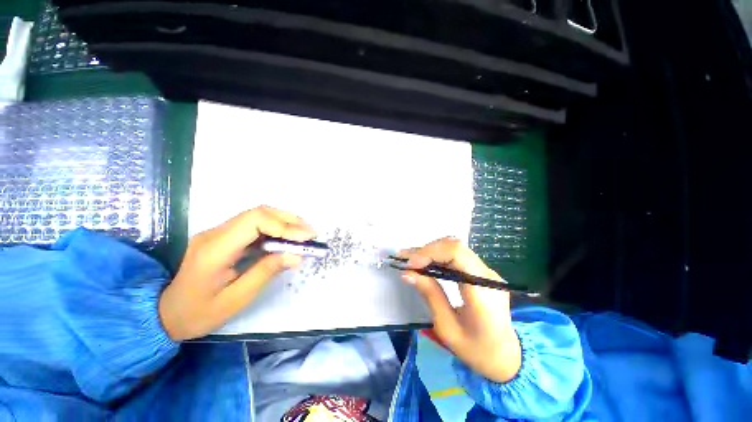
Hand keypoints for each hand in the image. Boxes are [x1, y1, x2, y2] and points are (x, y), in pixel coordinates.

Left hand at [159, 206, 315, 340]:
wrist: (164, 314)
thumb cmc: (198, 313)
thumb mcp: (235, 300)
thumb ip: (266, 273)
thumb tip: (297, 256)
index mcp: (215, 249)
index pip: (255, 221)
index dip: (285, 226)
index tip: (307, 238)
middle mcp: (216, 233)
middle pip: (259, 212)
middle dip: (290, 220)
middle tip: (311, 234)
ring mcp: (219, 232)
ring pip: (258, 215)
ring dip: (285, 222)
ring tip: (304, 234)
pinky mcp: (224, 236)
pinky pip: (254, 225)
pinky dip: (276, 228)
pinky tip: (287, 238)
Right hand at [399, 238, 521, 382]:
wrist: (507, 357)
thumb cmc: (476, 350)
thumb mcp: (447, 328)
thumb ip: (430, 295)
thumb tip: (408, 273)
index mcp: (483, 292)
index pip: (457, 254)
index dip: (430, 252)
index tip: (410, 263)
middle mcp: (487, 275)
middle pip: (454, 247)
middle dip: (426, 250)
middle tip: (405, 259)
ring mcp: (487, 271)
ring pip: (455, 248)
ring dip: (430, 251)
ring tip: (410, 259)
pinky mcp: (482, 272)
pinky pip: (457, 256)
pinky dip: (437, 256)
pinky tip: (424, 262)